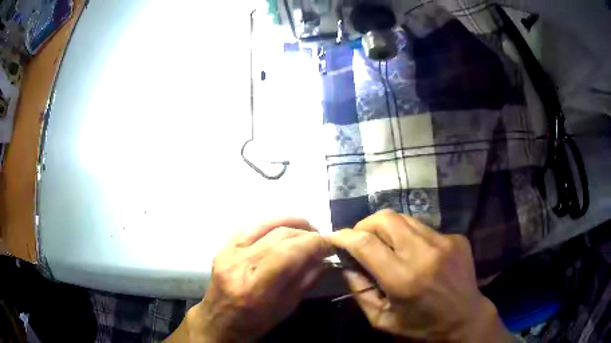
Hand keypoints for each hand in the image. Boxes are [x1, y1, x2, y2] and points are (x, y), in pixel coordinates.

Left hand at [167, 218, 330, 342]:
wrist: (219, 320)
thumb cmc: (255, 321)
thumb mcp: (287, 307)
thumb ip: (307, 280)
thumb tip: (325, 257)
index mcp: (256, 288)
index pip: (289, 253)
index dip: (314, 243)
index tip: (330, 245)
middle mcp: (240, 265)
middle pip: (279, 236)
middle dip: (307, 234)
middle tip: (322, 240)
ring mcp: (228, 252)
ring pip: (266, 224)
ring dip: (292, 223)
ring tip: (308, 229)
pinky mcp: (224, 246)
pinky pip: (252, 225)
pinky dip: (273, 223)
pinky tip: (286, 227)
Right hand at [326, 210, 511, 341]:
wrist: (465, 319)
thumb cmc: (421, 327)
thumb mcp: (381, 319)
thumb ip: (360, 290)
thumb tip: (346, 263)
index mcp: (403, 279)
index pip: (365, 243)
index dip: (344, 236)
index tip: (334, 237)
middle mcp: (425, 253)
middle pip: (386, 218)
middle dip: (365, 224)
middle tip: (360, 239)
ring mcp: (444, 242)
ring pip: (405, 218)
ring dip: (388, 229)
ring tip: (387, 246)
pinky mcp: (456, 238)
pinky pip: (425, 228)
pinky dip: (411, 237)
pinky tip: (416, 254)